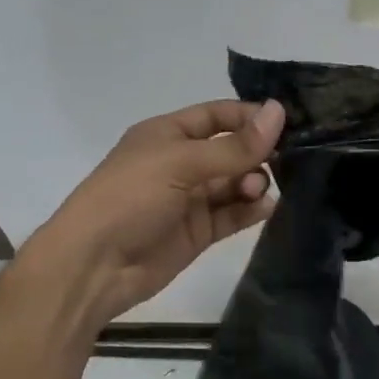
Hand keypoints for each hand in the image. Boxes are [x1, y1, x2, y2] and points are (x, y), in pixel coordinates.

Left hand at [23, 98, 285, 333]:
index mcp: (167, 134)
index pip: (216, 115)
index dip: (248, 116)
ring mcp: (189, 199)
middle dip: (256, 152)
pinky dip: (250, 209)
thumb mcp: (181, 163)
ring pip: (234, 183)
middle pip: (230, 149)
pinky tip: (266, 207)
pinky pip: (231, 214)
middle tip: (283, 159)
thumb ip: (233, 145)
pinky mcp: (197, 232)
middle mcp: (180, 163)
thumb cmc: (130, 198)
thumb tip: (278, 112)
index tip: (286, 121)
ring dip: (253, 181)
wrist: (92, 266)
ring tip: (257, 189)